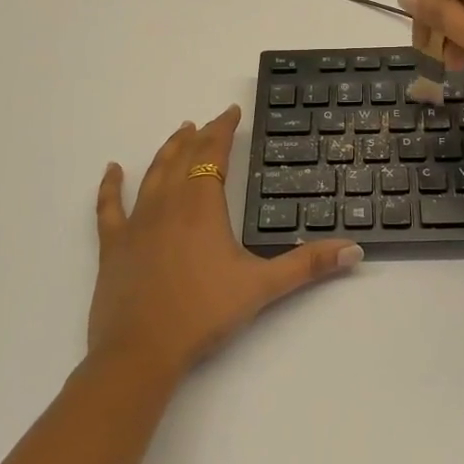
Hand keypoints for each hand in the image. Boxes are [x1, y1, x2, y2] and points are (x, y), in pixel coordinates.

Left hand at [89, 107, 360, 379]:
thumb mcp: (262, 287)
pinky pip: (109, 206)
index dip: (223, 129)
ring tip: (179, 133)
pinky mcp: (113, 245)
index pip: (213, 154)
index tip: (231, 112)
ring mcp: (136, 223)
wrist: (140, 351)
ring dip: (166, 151)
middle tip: (208, 122)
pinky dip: (110, 186)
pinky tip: (113, 170)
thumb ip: (308, 265)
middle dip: (198, 137)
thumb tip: (354, 250)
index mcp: (202, 206)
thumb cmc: (203, 313)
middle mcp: (167, 204)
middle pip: (183, 158)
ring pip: (152, 174)